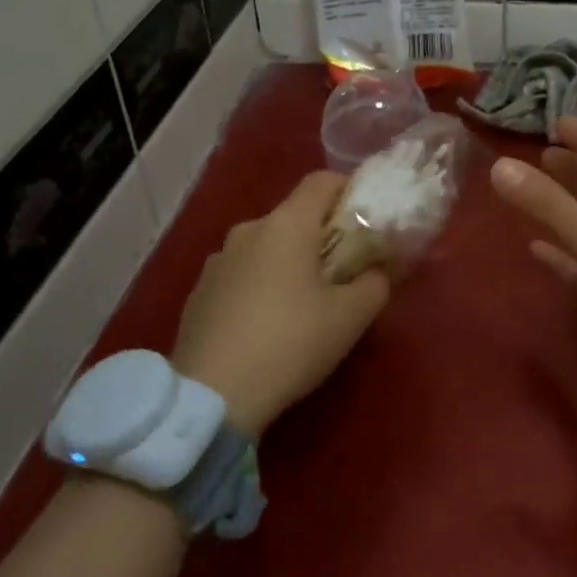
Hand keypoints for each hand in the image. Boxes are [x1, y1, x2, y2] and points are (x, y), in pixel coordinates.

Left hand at [172, 172, 390, 437]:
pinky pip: (240, 275)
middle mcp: (249, 230)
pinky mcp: (198, 292)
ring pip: (265, 247)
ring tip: (302, 304)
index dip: (348, 190)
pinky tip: (265, 326)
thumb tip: (378, 271)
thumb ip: (375, 284)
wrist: (212, 395)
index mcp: (287, 224)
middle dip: (320, 236)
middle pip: (293, 216)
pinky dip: (259, 286)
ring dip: (287, 262)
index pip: (322, 181)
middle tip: (342, 271)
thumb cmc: (291, 343)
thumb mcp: (351, 317)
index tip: (365, 219)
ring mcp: (218, 260)